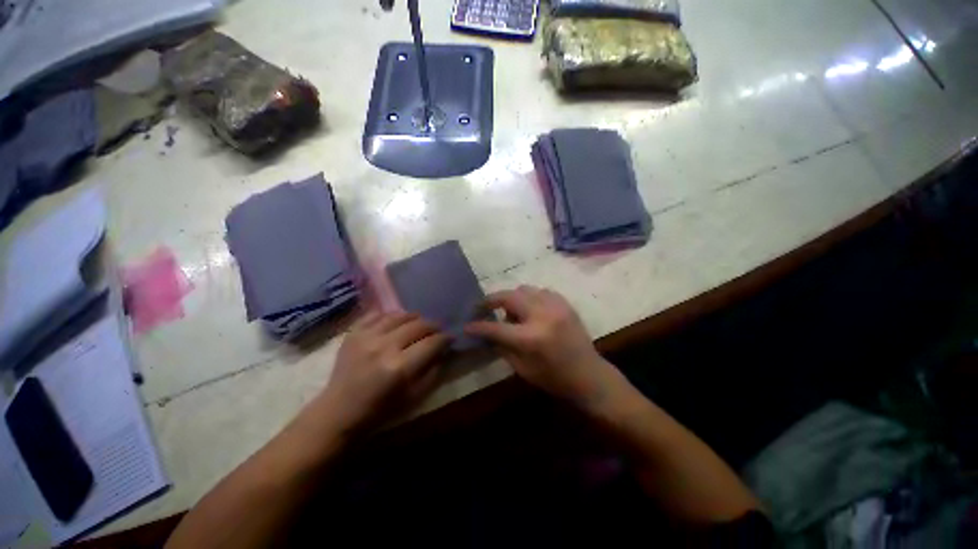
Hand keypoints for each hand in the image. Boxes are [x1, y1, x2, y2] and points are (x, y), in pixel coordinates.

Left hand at [316, 312, 448, 435]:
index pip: (432, 342)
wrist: (338, 412)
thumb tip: (443, 350)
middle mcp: (384, 346)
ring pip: (400, 315)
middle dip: (434, 326)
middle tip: (438, 330)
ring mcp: (366, 336)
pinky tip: (396, 322)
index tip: (451, 337)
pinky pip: (377, 314)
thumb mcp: (414, 396)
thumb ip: (433, 371)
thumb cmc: (379, 410)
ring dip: (415, 318)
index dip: (445, 338)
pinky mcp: (353, 333)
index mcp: (400, 367)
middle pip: (419, 325)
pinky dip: (391, 315)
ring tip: (419, 324)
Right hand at [465, 286, 623, 409]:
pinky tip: (530, 310)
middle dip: (491, 300)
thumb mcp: (522, 368)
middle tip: (482, 306)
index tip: (467, 324)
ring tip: (511, 311)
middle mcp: (542, 316)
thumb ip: (501, 346)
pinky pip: (540, 291)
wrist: (589, 375)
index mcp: (530, 338)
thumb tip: (486, 332)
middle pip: (508, 297)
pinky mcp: (565, 303)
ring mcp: (555, 306)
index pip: (495, 327)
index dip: (478, 326)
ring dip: (512, 298)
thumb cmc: (553, 378)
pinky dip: (530, 298)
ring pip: (524, 289)